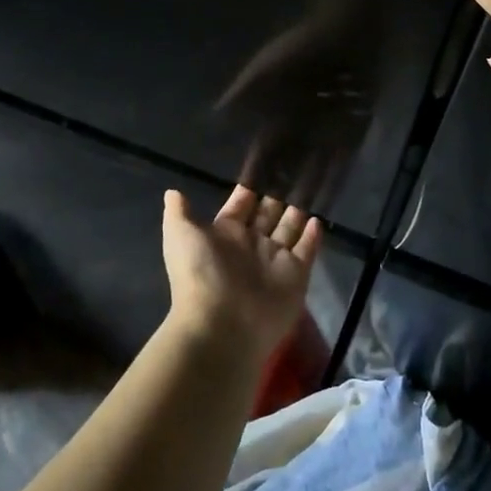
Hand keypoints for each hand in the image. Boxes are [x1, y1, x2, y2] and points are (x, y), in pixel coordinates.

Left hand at [161, 186, 321, 361]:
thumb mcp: (181, 235)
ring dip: (297, 211)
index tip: (265, 166)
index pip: (241, 205)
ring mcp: (275, 260)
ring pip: (289, 229)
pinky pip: (307, 250)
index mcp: (225, 233)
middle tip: (294, 171)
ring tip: (310, 188)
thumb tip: (172, 192)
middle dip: (278, 195)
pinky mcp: (296, 275)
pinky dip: (313, 236)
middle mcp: (251, 244)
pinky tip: (318, 219)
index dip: (250, 189)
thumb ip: (179, 213)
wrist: (222, 324)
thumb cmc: (200, 273)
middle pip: (268, 214)